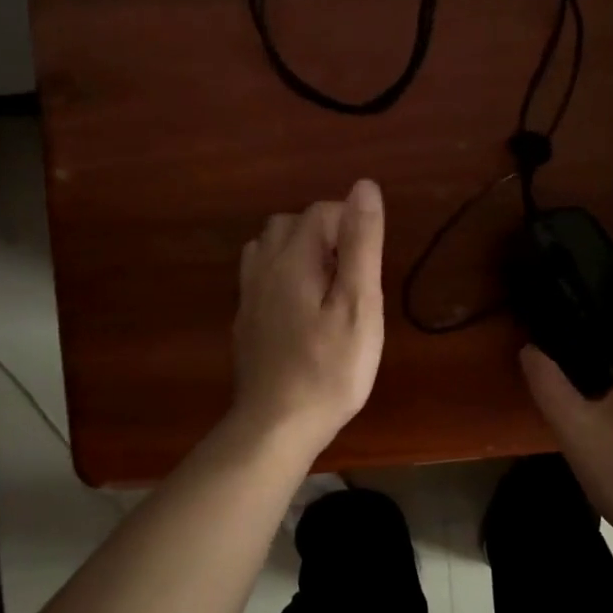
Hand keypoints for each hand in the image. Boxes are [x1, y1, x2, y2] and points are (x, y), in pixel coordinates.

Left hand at [230, 179, 385, 452]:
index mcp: (291, 259)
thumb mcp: (358, 305)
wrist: (275, 426)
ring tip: (328, 289)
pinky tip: (303, 311)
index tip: (367, 268)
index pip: (321, 211)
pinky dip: (284, 277)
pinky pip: (261, 278)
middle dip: (325, 236)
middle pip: (290, 224)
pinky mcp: (246, 322)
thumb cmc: (329, 369)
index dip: (351, 227)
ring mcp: (248, 296)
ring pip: (269, 249)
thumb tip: (363, 187)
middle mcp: (262, 268)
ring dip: (300, 253)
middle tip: (352, 277)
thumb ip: (361, 245)